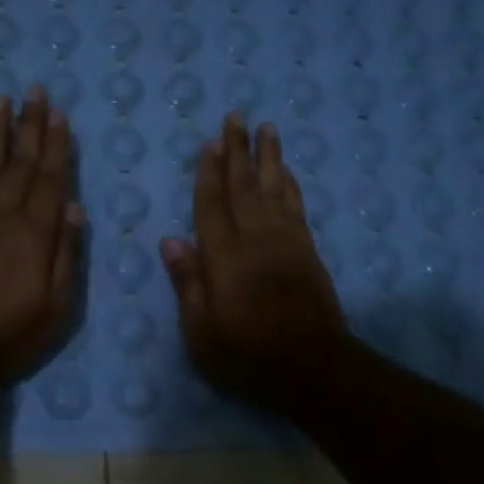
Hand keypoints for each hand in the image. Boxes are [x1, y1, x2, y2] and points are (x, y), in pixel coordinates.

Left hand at [0, 87, 84, 385]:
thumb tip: (75, 207)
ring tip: (1, 100)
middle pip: (20, 163)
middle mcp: (2, 215)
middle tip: (35, 91)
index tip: (59, 113)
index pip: (50, 179)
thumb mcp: (57, 307)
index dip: (56, 145)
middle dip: (30, 125)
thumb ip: (67, 254)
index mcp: (35, 233)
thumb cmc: (10, 334)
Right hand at [160, 113, 346, 409]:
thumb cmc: (247, 356)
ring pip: (274, 189)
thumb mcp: (202, 333)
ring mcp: (286, 242)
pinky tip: (287, 170)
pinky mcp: (307, 251)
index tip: (209, 142)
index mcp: (224, 258)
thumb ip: (188, 284)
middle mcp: (255, 240)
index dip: (208, 173)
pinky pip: (297, 206)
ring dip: (269, 157)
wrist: (312, 368)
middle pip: (244, 186)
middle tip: (236, 116)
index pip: (211, 205)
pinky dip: (291, 184)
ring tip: (267, 128)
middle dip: (237, 151)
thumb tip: (171, 241)